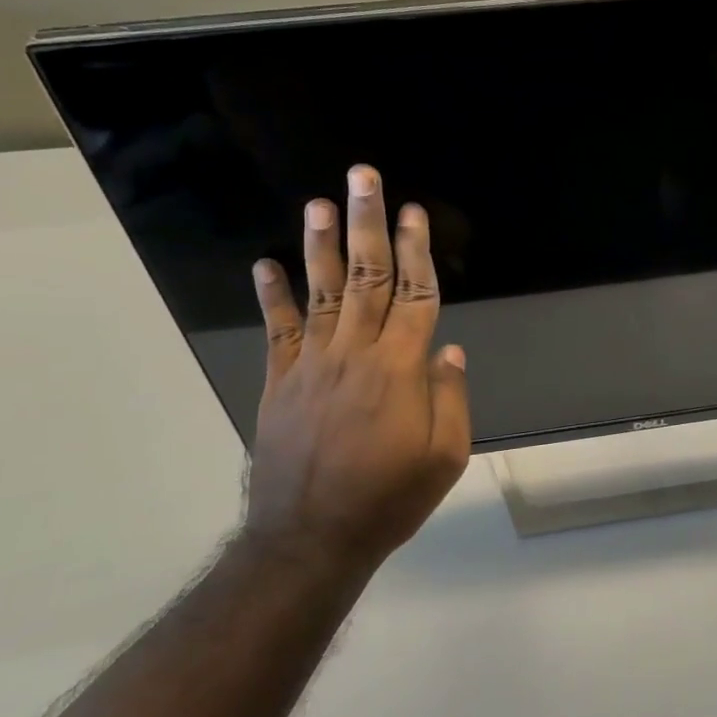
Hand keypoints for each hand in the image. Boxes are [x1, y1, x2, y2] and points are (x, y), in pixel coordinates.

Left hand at [244, 165, 470, 570]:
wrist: (310, 538)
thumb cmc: (388, 499)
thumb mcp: (444, 458)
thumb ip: (451, 399)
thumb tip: (449, 349)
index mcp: (400, 369)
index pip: (415, 295)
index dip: (417, 251)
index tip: (414, 212)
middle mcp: (355, 353)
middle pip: (368, 277)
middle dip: (368, 223)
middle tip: (363, 177)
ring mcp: (312, 364)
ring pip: (323, 292)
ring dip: (321, 245)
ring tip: (320, 203)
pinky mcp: (281, 382)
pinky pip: (278, 330)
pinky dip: (271, 296)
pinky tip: (265, 264)